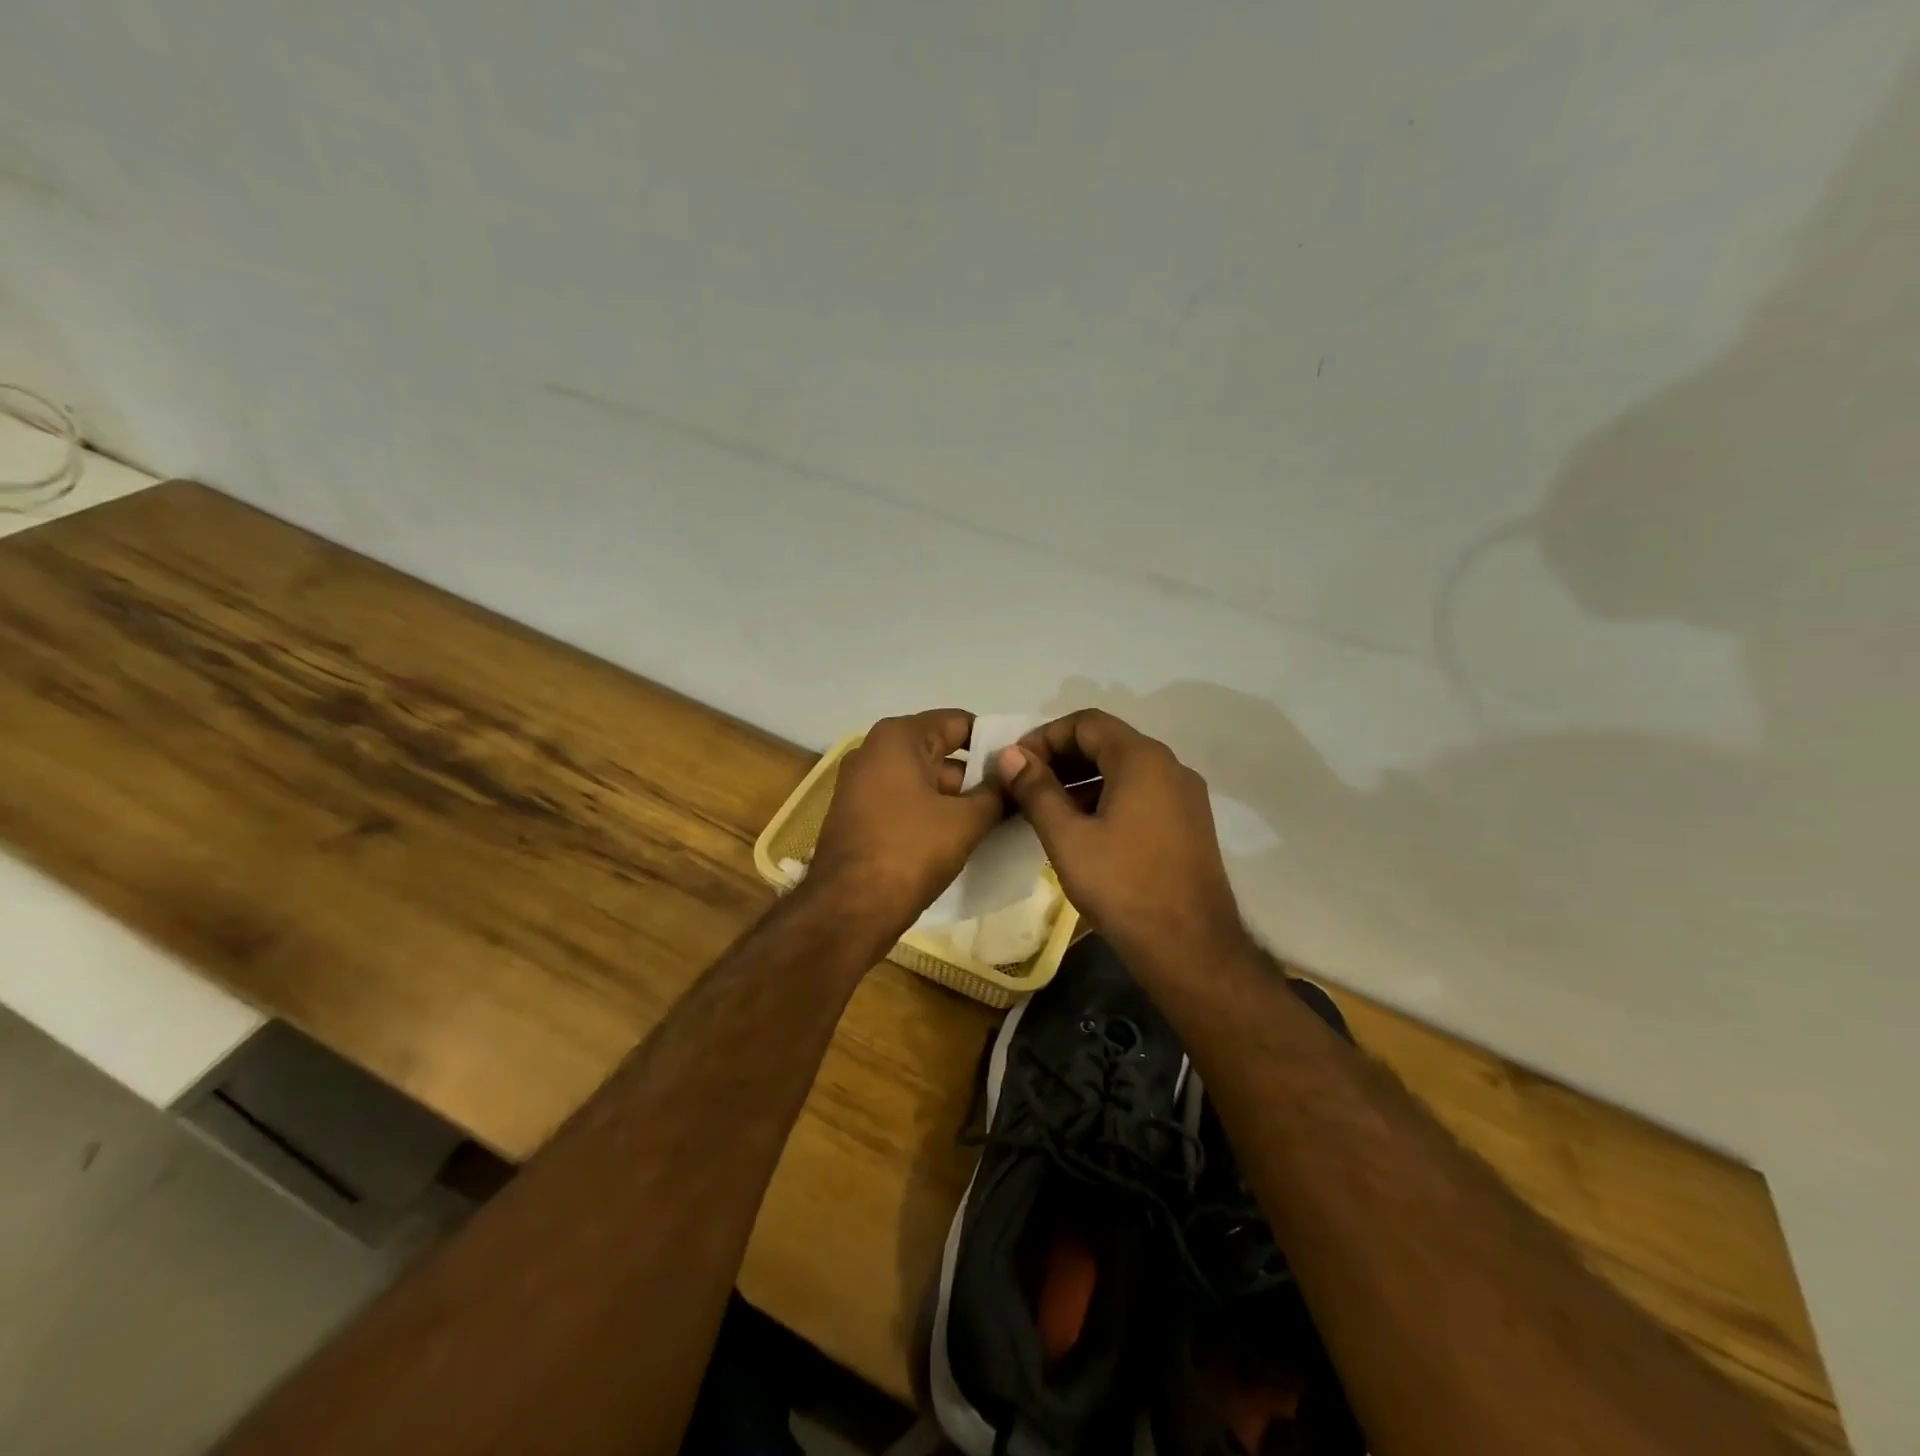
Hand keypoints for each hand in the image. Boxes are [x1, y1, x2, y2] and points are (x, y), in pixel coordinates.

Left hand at [808, 709, 1002, 942]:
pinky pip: (907, 802)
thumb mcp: (965, 821)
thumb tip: (1018, 775)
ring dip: (958, 798)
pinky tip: (964, 835)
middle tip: (1017, 796)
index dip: (995, 742)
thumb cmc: (909, 852)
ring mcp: (863, 783)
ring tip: (1000, 819)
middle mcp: (875, 750)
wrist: (848, 910)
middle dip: (978, 774)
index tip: (1024, 766)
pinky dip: (934, 813)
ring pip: (925, 780)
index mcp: (898, 737)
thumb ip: (997, 793)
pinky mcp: (860, 814)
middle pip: (942, 751)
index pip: (960, 723)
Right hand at [994, 710, 1246, 969]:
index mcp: (1142, 759)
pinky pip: (1142, 793)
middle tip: (1025, 784)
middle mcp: (1170, 766)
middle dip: (1062, 757)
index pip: (1086, 723)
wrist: (1191, 947)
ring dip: (1082, 778)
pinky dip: (1107, 797)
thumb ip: (1037, 790)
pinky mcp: (1190, 822)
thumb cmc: (1123, 887)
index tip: (1015, 765)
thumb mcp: (1068, 837)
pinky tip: (1083, 828)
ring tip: (1047, 808)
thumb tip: (1011, 755)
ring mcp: (1185, 795)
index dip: (1044, 736)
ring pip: (1124, 769)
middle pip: (1107, 742)